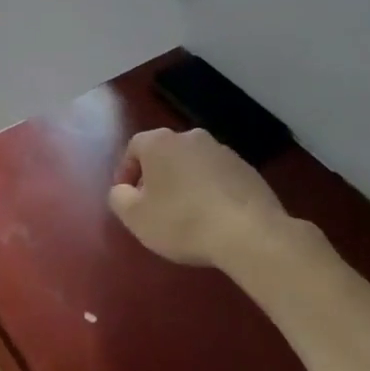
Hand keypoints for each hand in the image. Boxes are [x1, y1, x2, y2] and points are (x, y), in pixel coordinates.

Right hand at [109, 128, 305, 268]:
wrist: (250, 233)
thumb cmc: (183, 221)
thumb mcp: (136, 218)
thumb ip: (119, 198)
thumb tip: (123, 190)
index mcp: (160, 142)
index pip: (134, 147)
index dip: (126, 171)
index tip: (127, 196)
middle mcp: (191, 137)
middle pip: (165, 153)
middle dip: (157, 176)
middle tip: (154, 205)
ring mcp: (223, 151)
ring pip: (193, 164)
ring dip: (185, 182)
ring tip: (186, 214)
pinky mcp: (249, 169)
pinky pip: (219, 176)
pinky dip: (211, 191)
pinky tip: (214, 217)